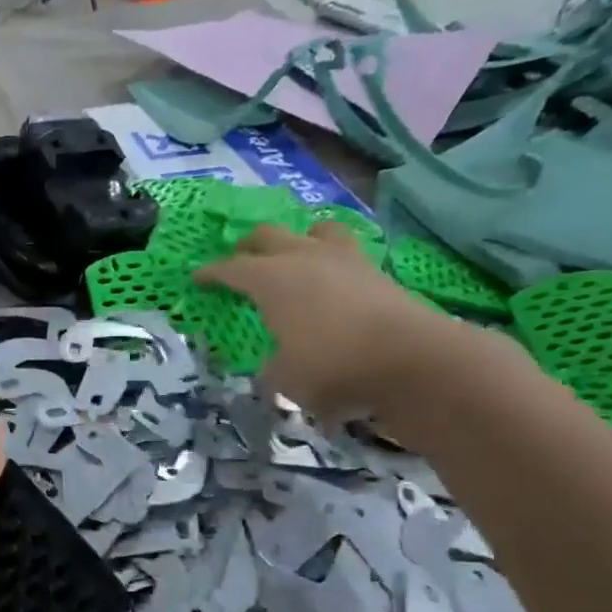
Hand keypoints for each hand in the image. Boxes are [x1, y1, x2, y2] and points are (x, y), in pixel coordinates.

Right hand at [196, 224, 487, 425]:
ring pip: (315, 231)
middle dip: (249, 246)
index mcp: (272, 280)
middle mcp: (305, 259)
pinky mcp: (378, 273)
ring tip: (294, 254)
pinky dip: (332, 262)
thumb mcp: (285, 379)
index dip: (211, 274)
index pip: (231, 269)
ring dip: (299, 239)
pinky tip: (331, 280)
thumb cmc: (332, 367)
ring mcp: (346, 260)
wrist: (413, 362)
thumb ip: (272, 368)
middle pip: (269, 236)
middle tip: (239, 259)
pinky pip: (346, 254)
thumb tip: (274, 364)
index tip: (197, 277)